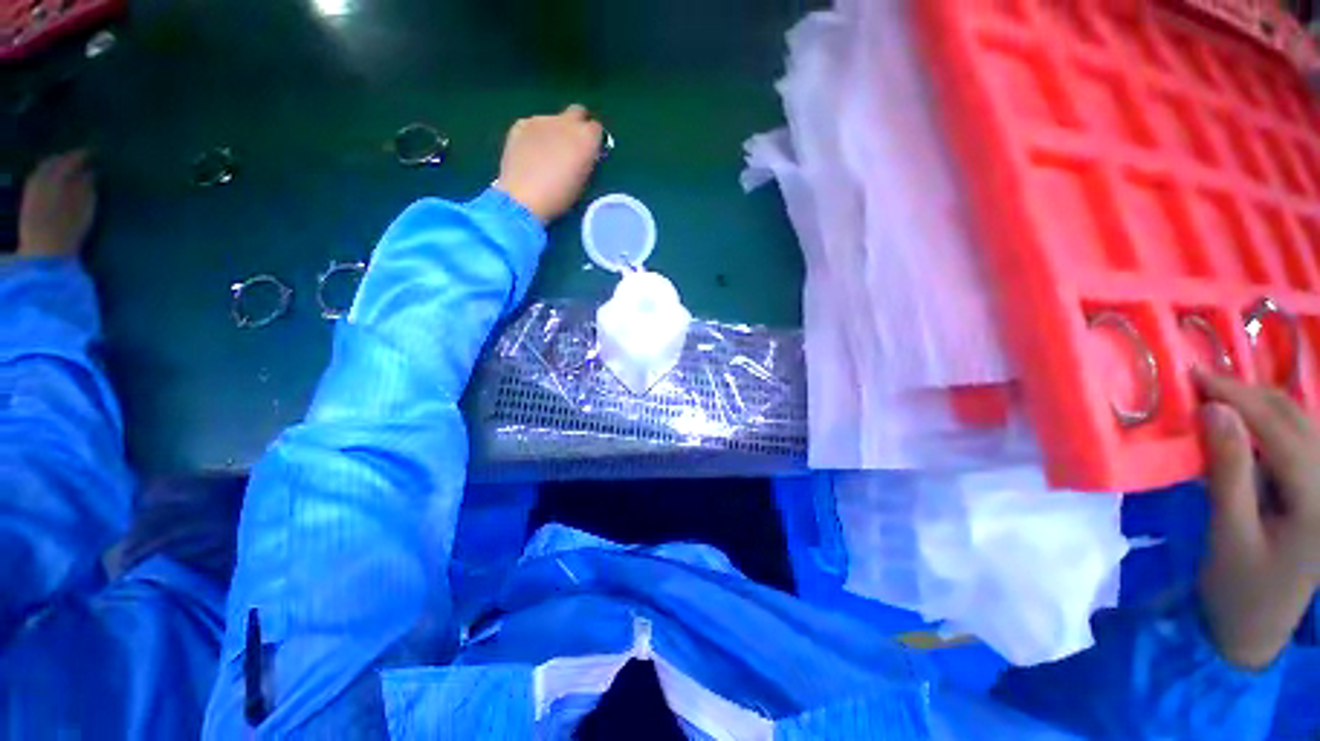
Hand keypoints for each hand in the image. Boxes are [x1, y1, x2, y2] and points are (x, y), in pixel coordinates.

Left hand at [18, 151, 97, 258]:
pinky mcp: (28, 201)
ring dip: (55, 167)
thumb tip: (91, 172)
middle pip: (52, 162)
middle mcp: (40, 178)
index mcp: (54, 177)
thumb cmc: (67, 230)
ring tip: (67, 169)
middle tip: (79, 159)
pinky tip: (53, 181)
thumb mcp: (83, 208)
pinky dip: (47, 176)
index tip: (94, 152)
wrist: (43, 253)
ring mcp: (31, 190)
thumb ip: (86, 187)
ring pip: (43, 170)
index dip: (82, 155)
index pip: (69, 159)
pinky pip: (37, 180)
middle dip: (65, 159)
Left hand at [495, 104, 602, 222]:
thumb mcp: (583, 181)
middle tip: (571, 145)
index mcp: (586, 138)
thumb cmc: (560, 196)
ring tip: (546, 154)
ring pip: (553, 119)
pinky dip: (535, 136)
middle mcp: (566, 122)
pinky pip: (533, 126)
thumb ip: (587, 161)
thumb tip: (585, 154)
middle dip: (577, 125)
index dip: (593, 141)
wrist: (524, 197)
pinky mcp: (521, 124)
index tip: (589, 153)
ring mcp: (541, 120)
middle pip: (577, 112)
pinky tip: (530, 154)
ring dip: (554, 132)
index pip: (596, 129)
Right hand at [1195, 369, 1319, 670]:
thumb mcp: (1229, 534)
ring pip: (1302, 426)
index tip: (1195, 376)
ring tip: (1220, 392)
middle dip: (1251, 395)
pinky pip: (1299, 442)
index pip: (1281, 433)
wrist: (1255, 630)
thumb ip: (1228, 471)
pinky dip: (1269, 422)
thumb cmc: (1238, 587)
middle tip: (1202, 379)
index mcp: (1318, 503)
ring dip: (1261, 404)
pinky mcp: (1317, 492)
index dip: (1240, 399)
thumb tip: (1214, 411)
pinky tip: (1246, 420)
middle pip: (1299, 422)